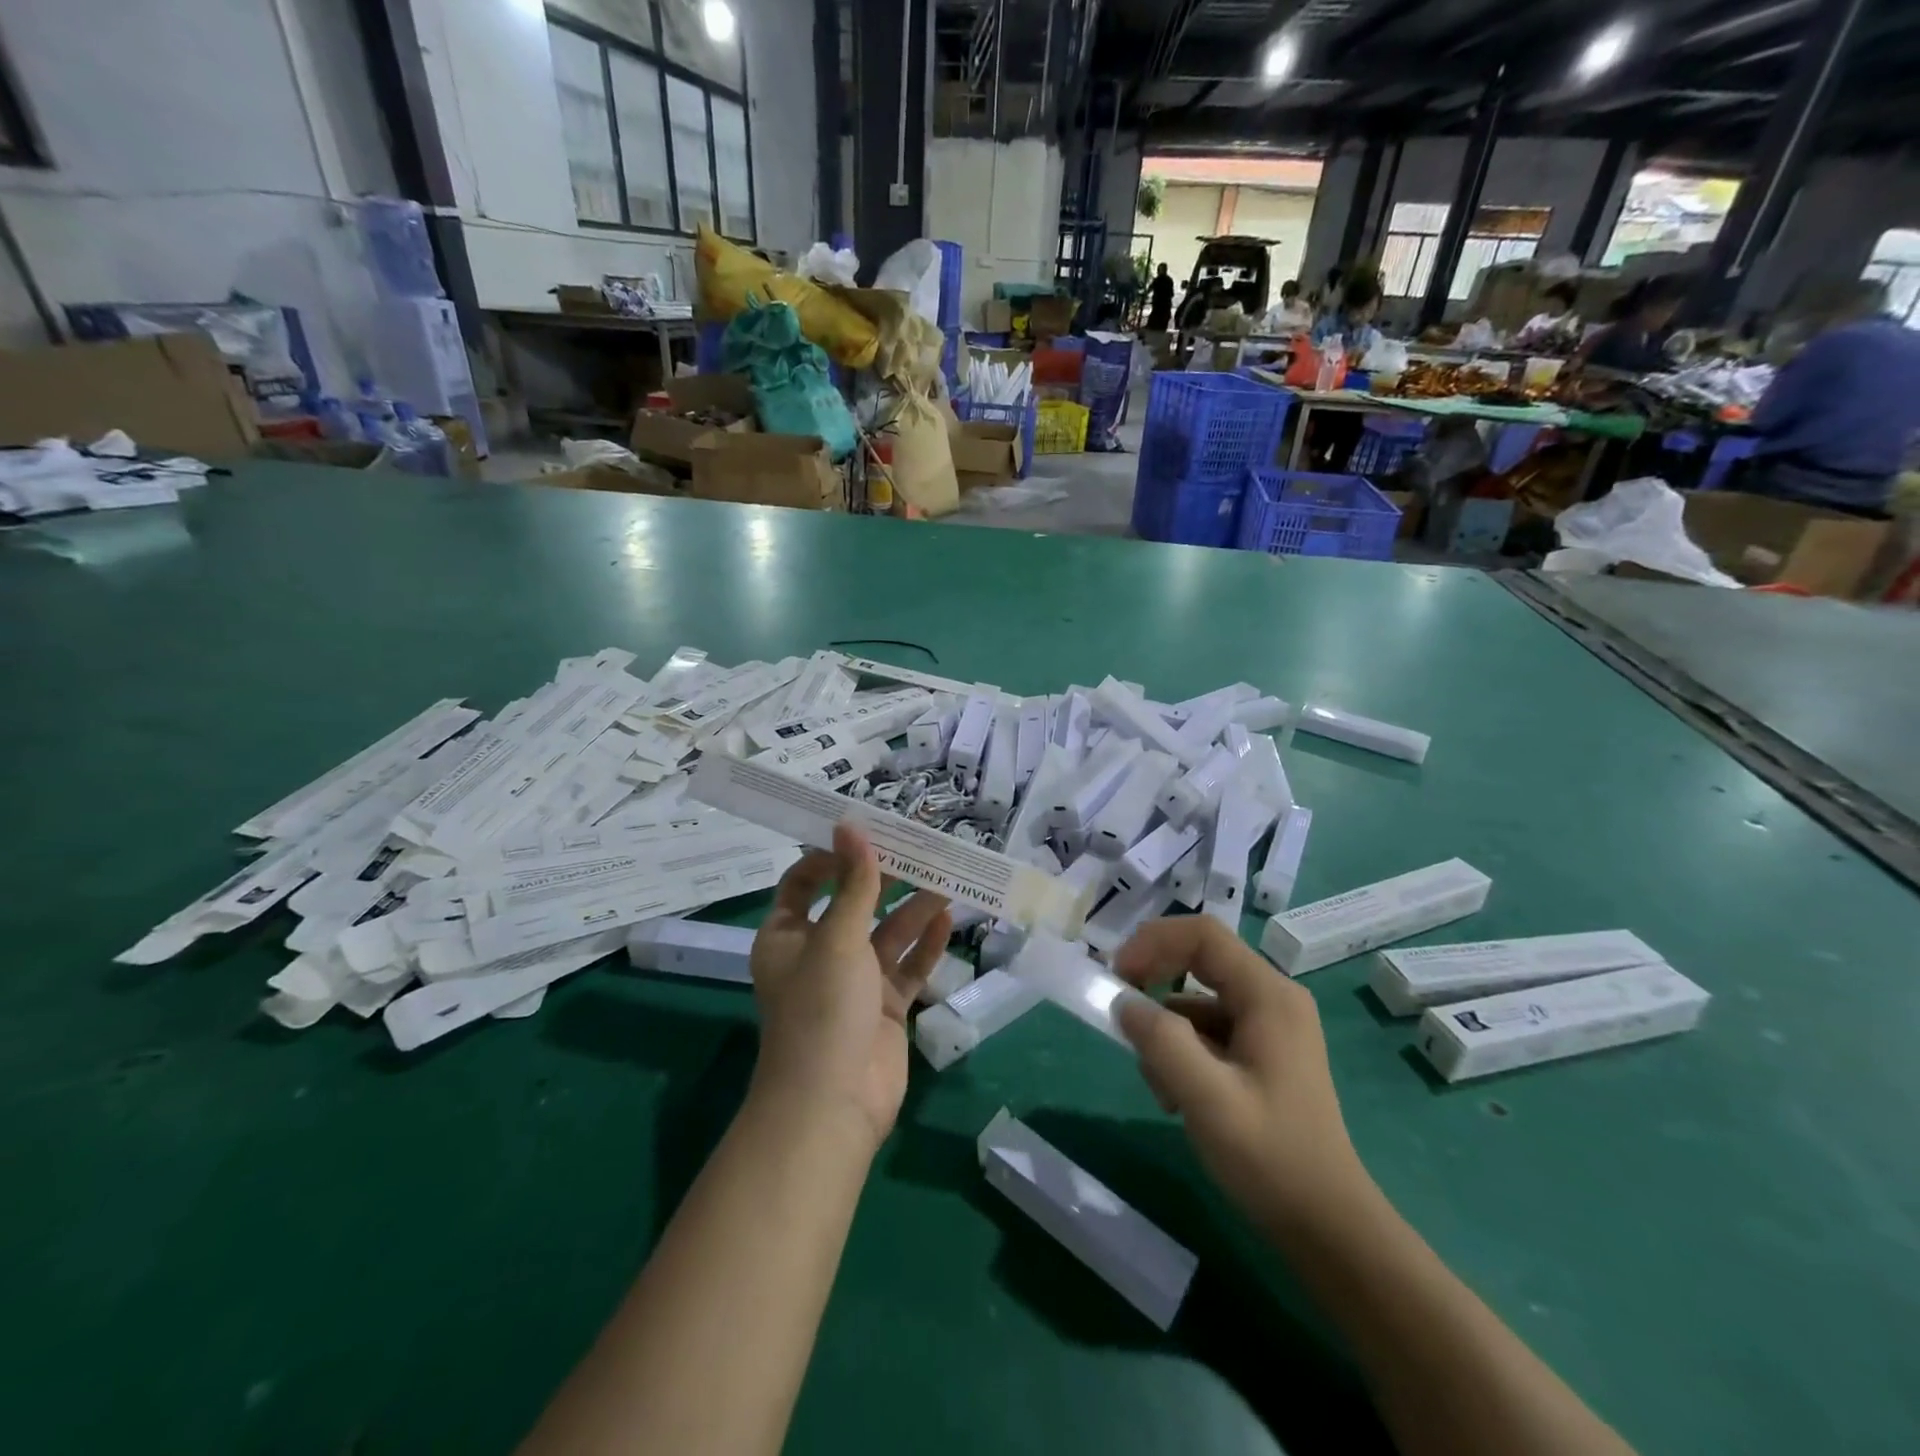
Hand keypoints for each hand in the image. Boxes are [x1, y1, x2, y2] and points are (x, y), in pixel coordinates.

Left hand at [748, 823, 951, 1152]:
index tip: (867, 834)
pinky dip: (925, 944)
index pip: (804, 883)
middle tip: (920, 848)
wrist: (835, 1102)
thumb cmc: (823, 1008)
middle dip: (884, 879)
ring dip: (914, 908)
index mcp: (788, 936)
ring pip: (887, 934)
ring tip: (946, 879)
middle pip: (854, 904)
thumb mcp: (837, 938)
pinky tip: (948, 919)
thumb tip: (851, 826)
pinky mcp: (885, 1006)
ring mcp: (855, 982)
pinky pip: (908, 966)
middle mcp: (819, 953)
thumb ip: (854, 884)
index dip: (832, 858)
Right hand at [1113, 916, 1370, 1236]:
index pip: (1202, 935)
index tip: (1118, 977)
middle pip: (1198, 963)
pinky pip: (1207, 1033)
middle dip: (1155, 988)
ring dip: (1166, 1034)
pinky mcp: (1260, 1055)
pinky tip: (1178, 1100)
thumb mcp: (1207, 1099)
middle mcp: (1271, 999)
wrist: (1328, 1228)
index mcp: (1268, 995)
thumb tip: (1124, 1003)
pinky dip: (1182, 1054)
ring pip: (1196, 1002)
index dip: (1153, 942)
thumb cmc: (1272, 1158)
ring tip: (1162, 1089)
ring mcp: (1268, 1028)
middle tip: (1124, 1022)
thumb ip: (1161, 1042)